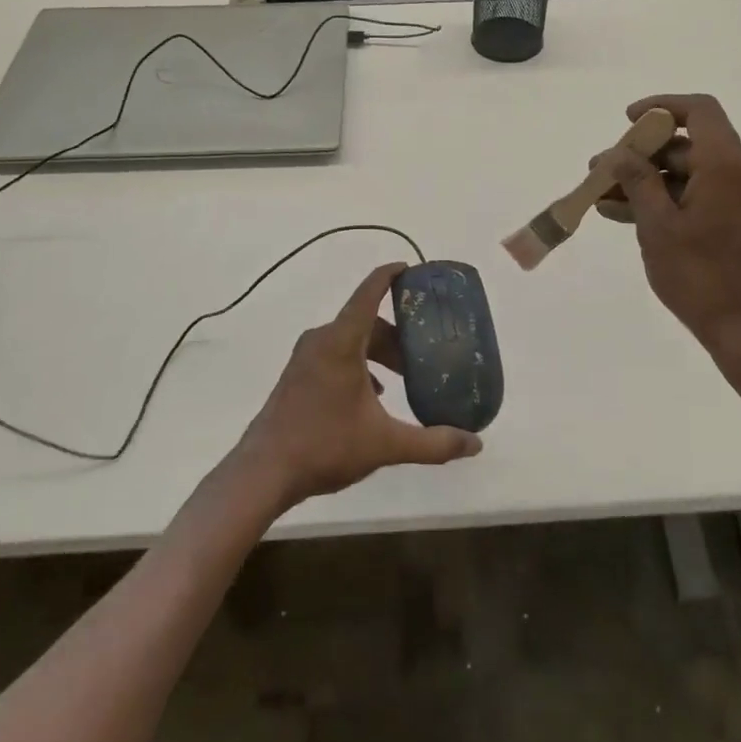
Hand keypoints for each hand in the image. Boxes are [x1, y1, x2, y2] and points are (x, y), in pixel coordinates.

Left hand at [237, 263, 482, 509]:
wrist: (263, 473)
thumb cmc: (325, 446)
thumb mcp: (385, 444)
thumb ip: (433, 443)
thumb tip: (476, 444)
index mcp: (341, 342)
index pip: (369, 293)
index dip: (390, 275)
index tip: (410, 268)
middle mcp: (321, 340)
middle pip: (364, 321)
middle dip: (396, 333)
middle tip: (422, 352)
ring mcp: (304, 358)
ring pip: (349, 340)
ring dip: (377, 352)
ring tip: (402, 377)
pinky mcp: (296, 376)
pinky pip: (334, 355)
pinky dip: (358, 364)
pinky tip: (373, 396)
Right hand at [603, 95, 740, 363]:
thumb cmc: (701, 277)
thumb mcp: (658, 226)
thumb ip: (637, 181)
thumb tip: (619, 153)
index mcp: (728, 166)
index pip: (699, 111)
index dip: (661, 107)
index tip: (627, 121)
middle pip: (688, 144)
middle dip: (641, 154)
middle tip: (600, 170)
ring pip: (688, 173)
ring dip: (646, 181)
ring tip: (602, 196)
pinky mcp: (738, 221)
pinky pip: (697, 196)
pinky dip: (664, 200)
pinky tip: (624, 215)